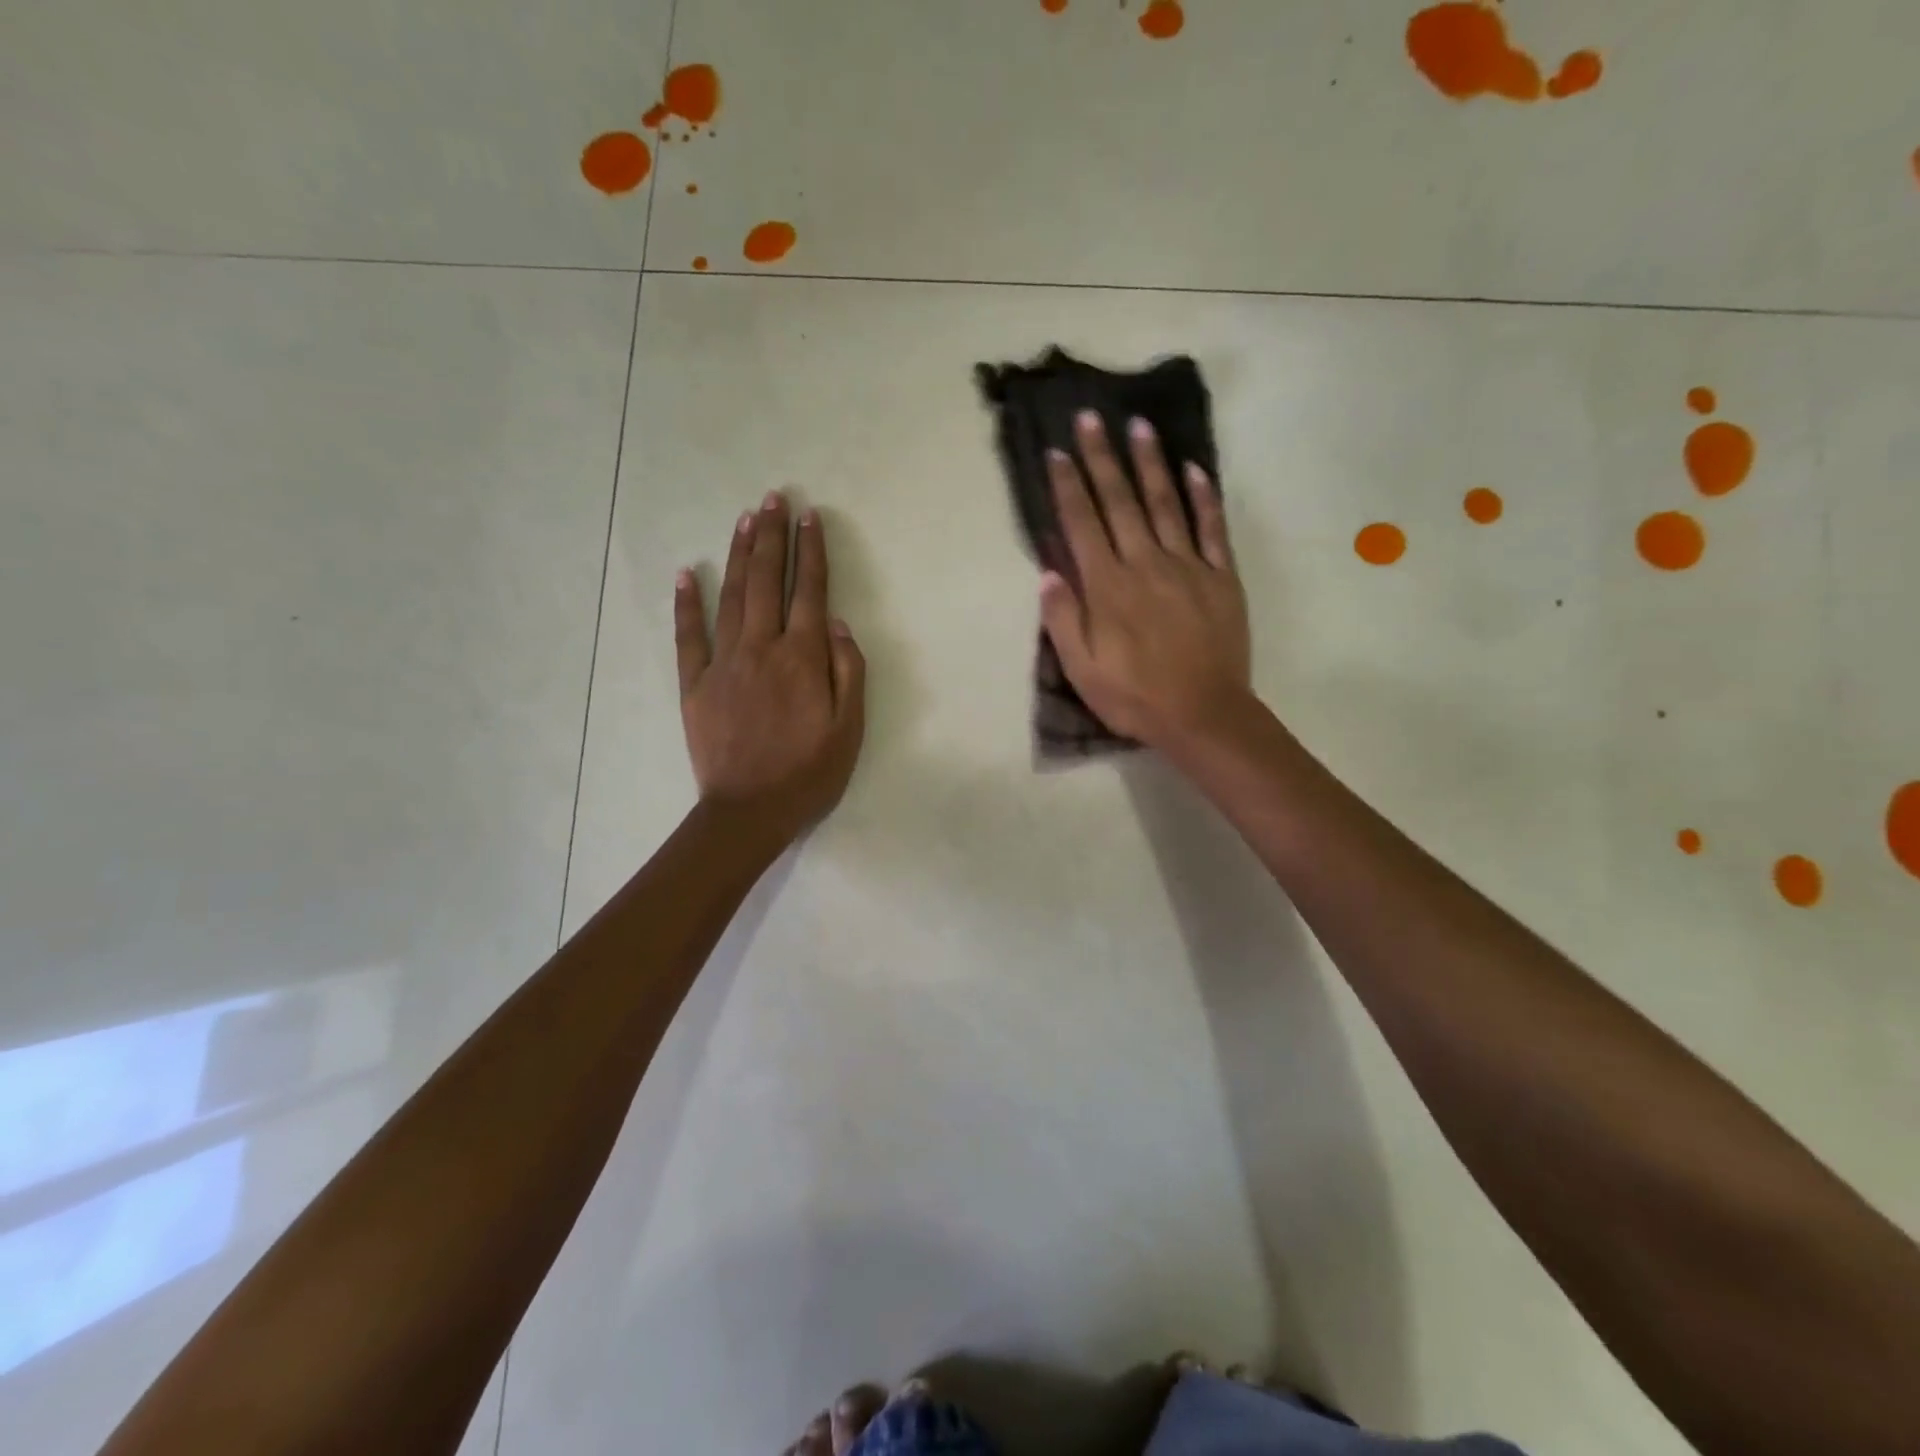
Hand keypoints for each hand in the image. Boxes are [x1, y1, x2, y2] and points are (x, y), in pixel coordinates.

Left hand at [676, 492, 865, 842]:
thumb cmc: (808, 773)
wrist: (749, 812)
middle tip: (773, 498)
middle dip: (772, 537)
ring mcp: (724, 663)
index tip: (810, 518)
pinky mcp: (695, 684)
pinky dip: (687, 603)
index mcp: (803, 658)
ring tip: (746, 519)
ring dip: (739, 554)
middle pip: (766, 582)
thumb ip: (849, 672)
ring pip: (732, 597)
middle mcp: (762, 648)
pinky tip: (688, 573)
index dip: (811, 552)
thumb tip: (838, 624)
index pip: (810, 592)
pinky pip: (689, 635)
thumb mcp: (850, 729)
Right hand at [1040, 412, 1251, 751]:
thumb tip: (1049, 573)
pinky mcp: (1220, 578)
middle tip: (1091, 418)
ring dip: (1150, 464)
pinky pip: (1211, 529)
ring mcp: (1187, 567)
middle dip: (1102, 458)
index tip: (1057, 452)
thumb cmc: (1135, 697)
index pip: (1082, 524)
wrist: (1204, 715)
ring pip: (1165, 504)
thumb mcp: (1082, 670)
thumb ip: (1063, 619)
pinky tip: (1195, 469)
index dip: (1067, 486)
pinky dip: (1203, 497)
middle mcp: (1145, 564)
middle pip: (1120, 502)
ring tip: (1139, 426)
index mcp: (1108, 587)